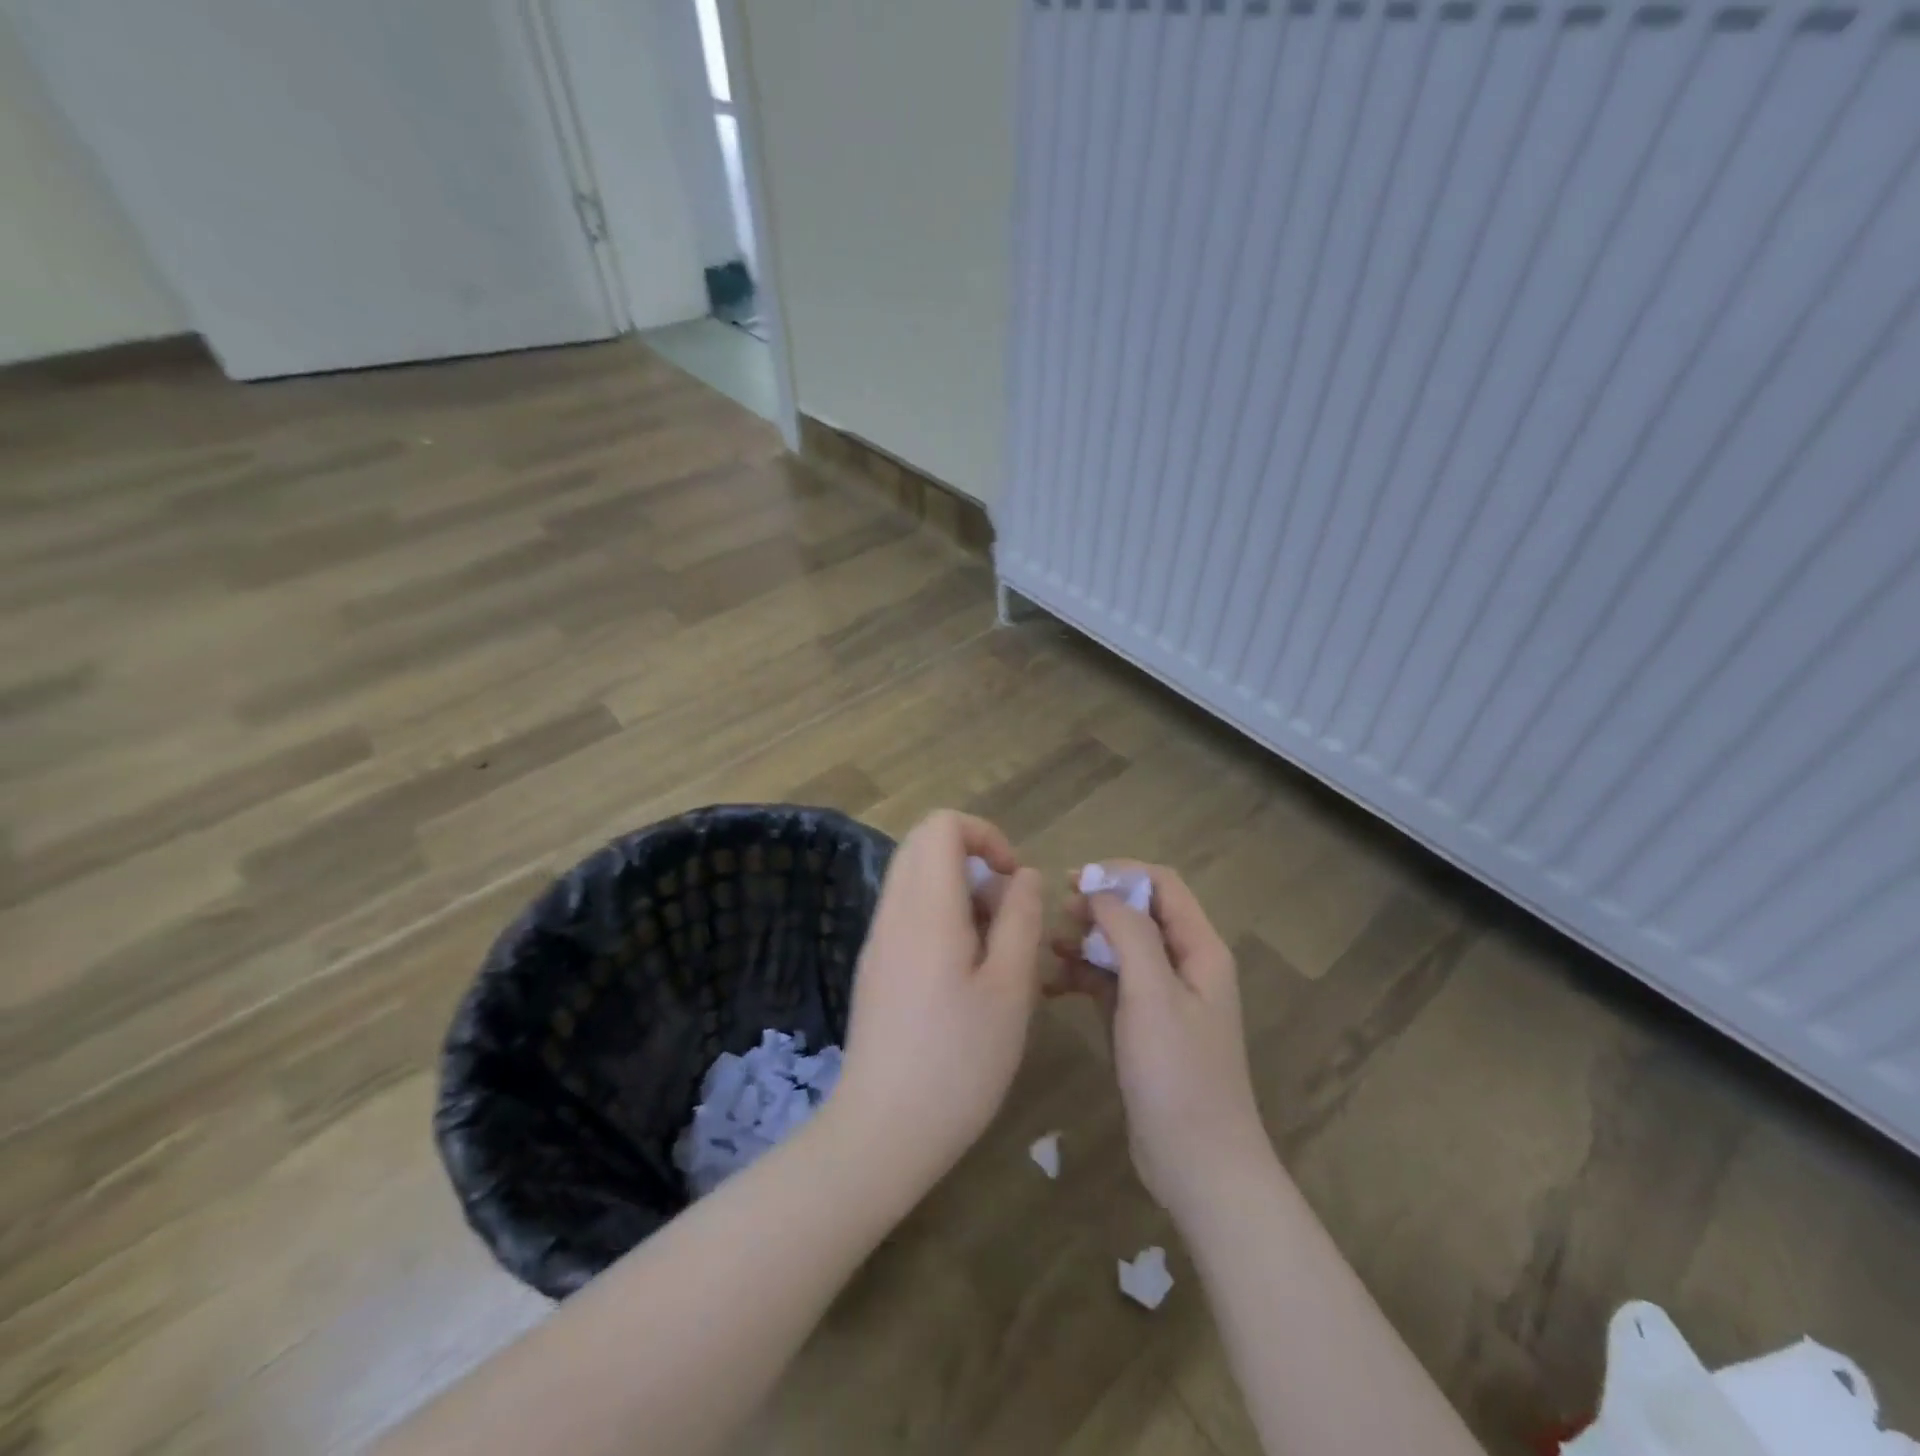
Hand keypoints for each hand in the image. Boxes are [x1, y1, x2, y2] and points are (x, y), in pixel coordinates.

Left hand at [835, 810, 1044, 1192]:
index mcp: (927, 909)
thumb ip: (1020, 919)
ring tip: (991, 950)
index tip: (1012, 879)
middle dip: (973, 860)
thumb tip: (1023, 875)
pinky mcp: (874, 966)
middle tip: (1005, 912)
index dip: (985, 835)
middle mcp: (894, 912)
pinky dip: (940, 917)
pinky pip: (907, 913)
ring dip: (959, 892)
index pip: (942, 826)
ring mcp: (878, 939)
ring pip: (916, 879)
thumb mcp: (1010, 989)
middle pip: (924, 845)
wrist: (882, 1130)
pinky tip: (963, 974)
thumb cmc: (959, 1062)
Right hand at [1053, 862, 1268, 1220]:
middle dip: (1098, 908)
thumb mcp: (1153, 994)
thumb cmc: (1178, 1073)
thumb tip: (1101, 892)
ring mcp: (1164, 999)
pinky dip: (1084, 978)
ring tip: (1048, 950)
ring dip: (1086, 943)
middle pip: (1139, 915)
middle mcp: (1185, 966)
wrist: (1198, 1164)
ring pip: (1121, 950)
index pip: (1162, 886)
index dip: (1120, 875)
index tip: (1074, 882)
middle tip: (1056, 915)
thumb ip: (1130, 933)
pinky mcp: (1143, 1028)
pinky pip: (1111, 985)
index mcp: (1200, 950)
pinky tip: (1051, 987)